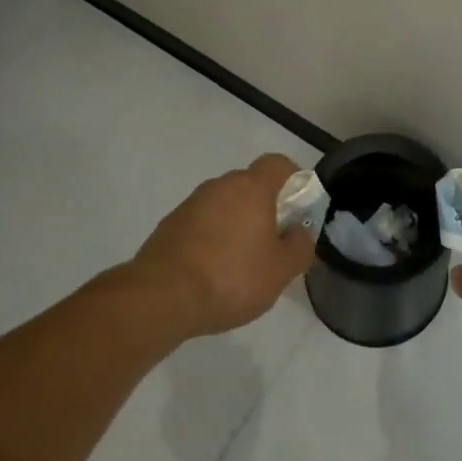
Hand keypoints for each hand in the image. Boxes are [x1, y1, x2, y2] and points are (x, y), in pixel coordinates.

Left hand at [129, 153, 316, 338]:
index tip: (297, 204)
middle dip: (263, 207)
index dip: (292, 178)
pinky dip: (211, 238)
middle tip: (272, 241)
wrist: (161, 297)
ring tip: (240, 262)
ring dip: (235, 223)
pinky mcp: (169, 225)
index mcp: (251, 188)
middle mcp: (220, 186)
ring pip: (224, 205)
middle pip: (249, 185)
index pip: (277, 164)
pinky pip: (201, 223)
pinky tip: (211, 271)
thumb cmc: (231, 277)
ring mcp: (191, 204)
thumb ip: (300, 247)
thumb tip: (300, 231)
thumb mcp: (280, 271)